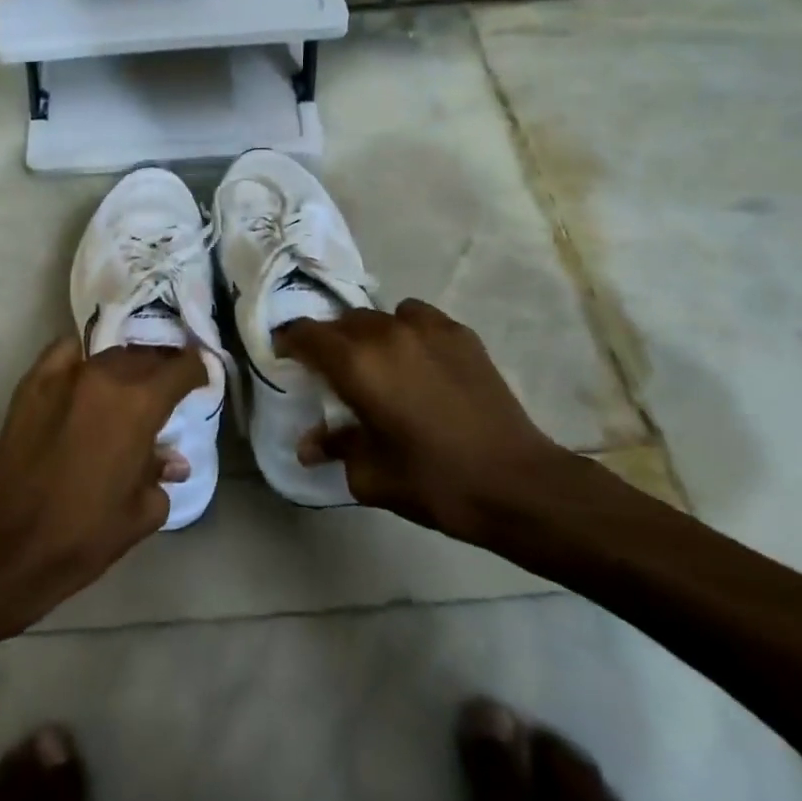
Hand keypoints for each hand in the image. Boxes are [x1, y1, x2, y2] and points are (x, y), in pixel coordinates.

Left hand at [0, 336, 203, 632]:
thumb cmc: (87, 534)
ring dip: (124, 366)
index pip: (181, 368)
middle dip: (160, 368)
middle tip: (163, 387)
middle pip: (145, 355)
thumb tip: (171, 459)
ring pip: (108, 354)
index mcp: (140, 405)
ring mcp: (66, 374)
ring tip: (125, 385)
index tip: (200, 379)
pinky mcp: (34, 381)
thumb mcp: (143, 511)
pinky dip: (82, 358)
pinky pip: (66, 352)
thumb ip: (161, 472)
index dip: (196, 370)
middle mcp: (106, 377)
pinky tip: (85, 376)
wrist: (14, 545)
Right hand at [276, 299, 571, 542]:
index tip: (284, 355)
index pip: (306, 334)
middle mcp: (385, 333)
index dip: (288, 341)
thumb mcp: (371, 475)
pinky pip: (416, 317)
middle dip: (329, 342)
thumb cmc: (434, 482)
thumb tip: (309, 445)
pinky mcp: (459, 333)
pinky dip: (406, 330)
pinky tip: (417, 360)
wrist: (517, 483)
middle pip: (341, 323)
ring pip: (379, 317)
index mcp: (355, 363)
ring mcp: (426, 328)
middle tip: (331, 372)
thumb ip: (335, 448)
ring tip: (378, 364)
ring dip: (368, 335)